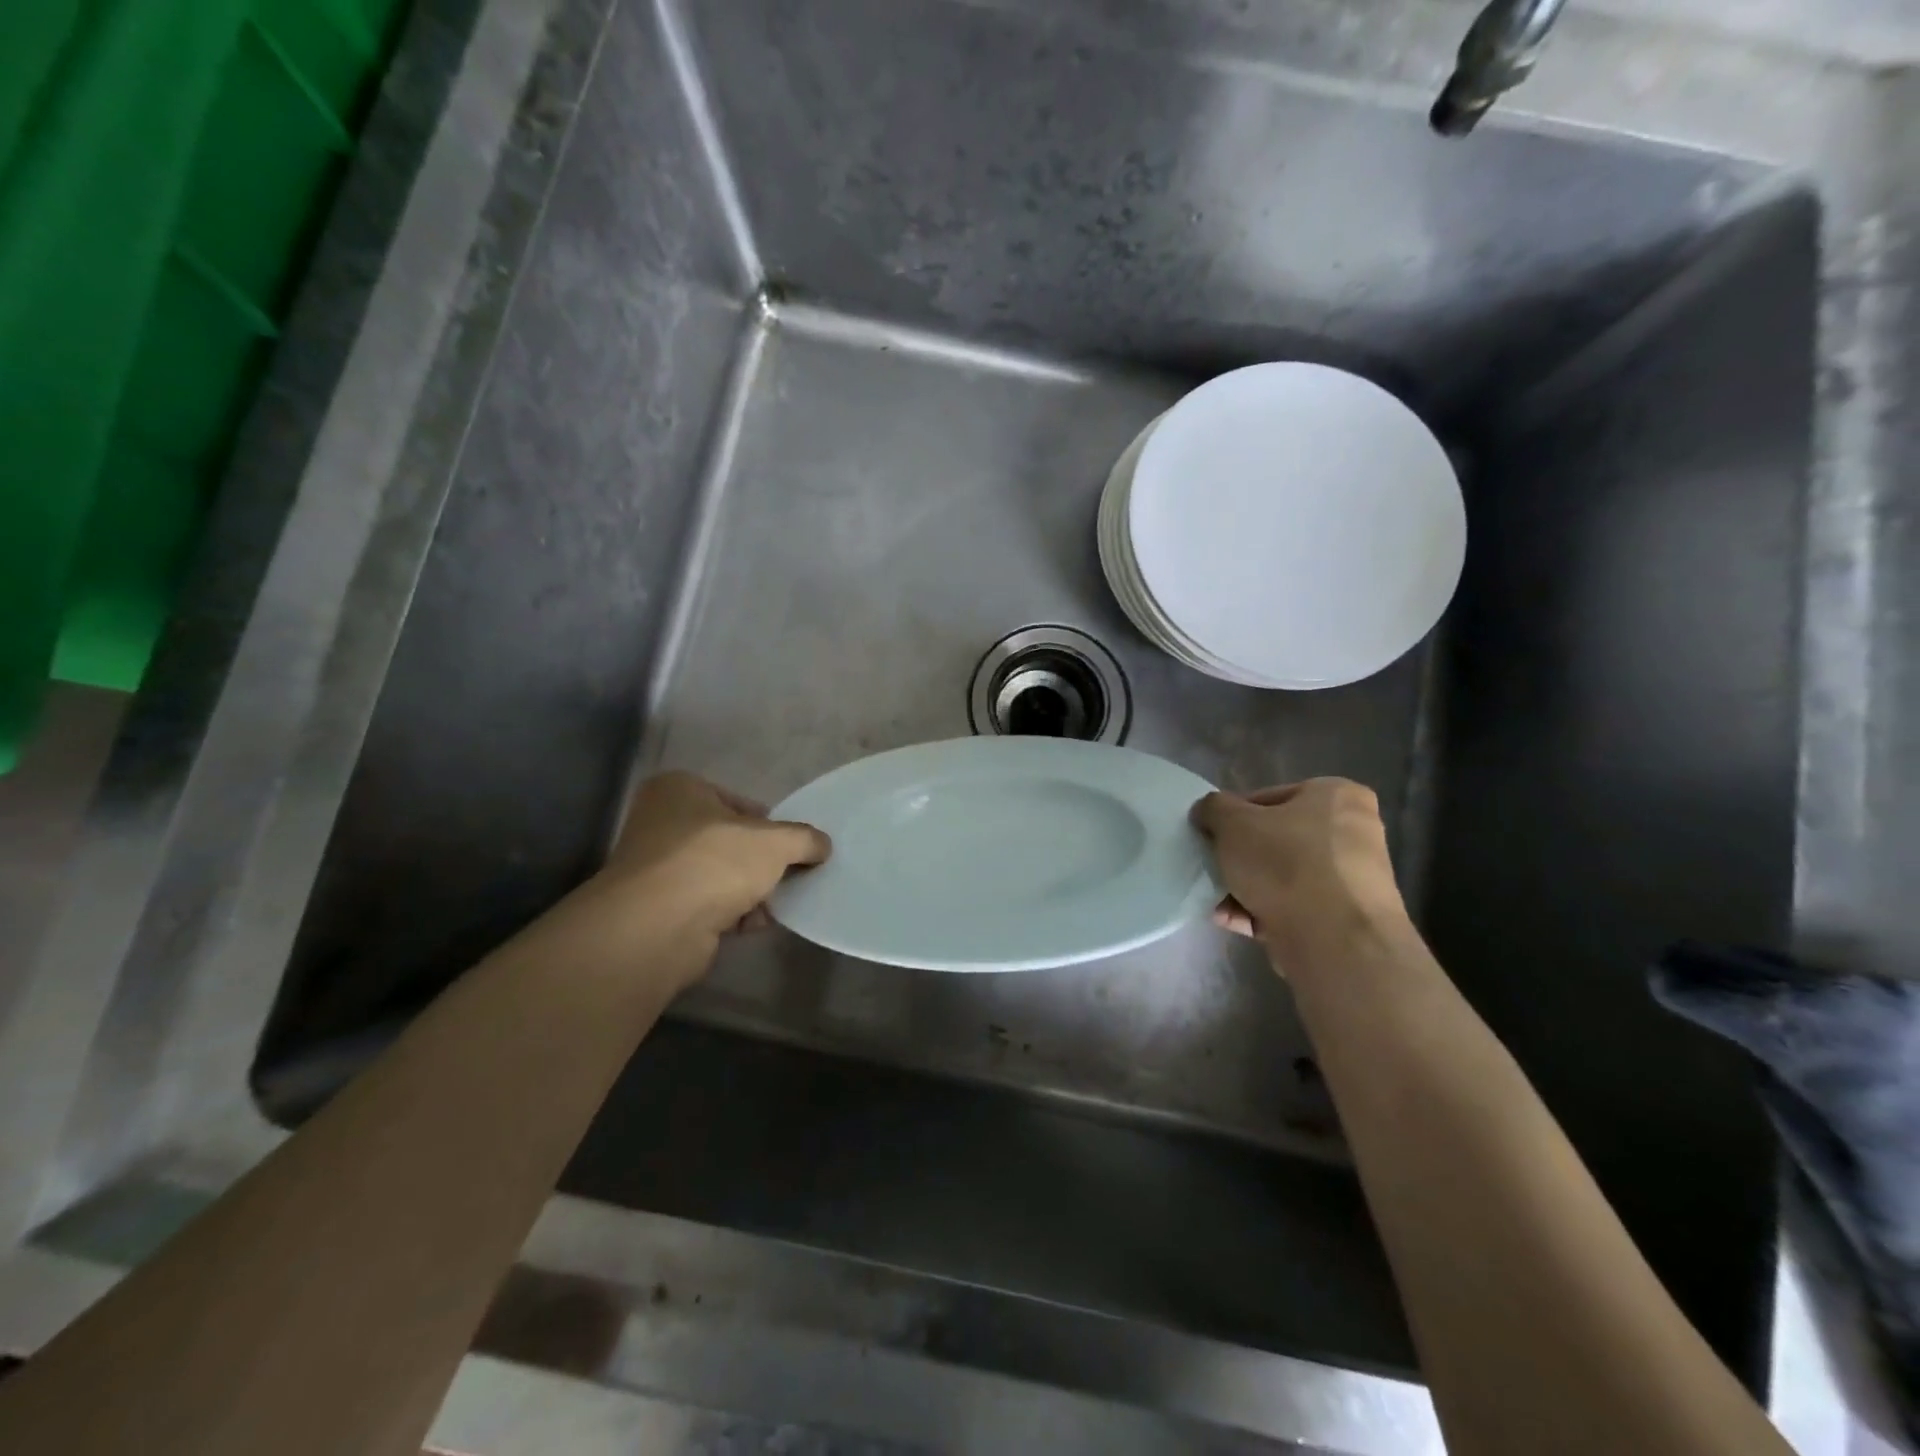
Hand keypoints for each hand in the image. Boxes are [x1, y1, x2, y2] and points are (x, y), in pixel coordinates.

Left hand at [597, 771, 830, 941]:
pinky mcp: (660, 910)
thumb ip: (804, 838)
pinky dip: (733, 914)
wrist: (658, 926)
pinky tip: (758, 923)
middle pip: (729, 840)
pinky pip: (708, 906)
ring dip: (751, 890)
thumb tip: (822, 845)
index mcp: (678, 790)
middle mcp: (660, 823)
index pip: (736, 801)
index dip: (769, 823)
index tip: (791, 845)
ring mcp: (657, 869)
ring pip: (720, 875)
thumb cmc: (714, 862)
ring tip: (780, 902)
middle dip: (761, 861)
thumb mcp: (775, 841)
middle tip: (791, 874)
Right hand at [1191, 779, 1406, 949]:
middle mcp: (1352, 832)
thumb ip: (1214, 808)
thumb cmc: (1285, 863)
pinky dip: (1262, 912)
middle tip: (1214, 867)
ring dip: (1245, 888)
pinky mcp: (1343, 919)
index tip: (1212, 837)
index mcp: (1337, 796)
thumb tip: (1208, 811)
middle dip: (1240, 857)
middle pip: (1276, 839)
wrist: (1333, 940)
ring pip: (1282, 876)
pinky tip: (1232, 921)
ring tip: (1217, 901)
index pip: (1269, 798)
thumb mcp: (1232, 822)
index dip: (1233, 816)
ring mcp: (1352, 879)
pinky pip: (1292, 907)